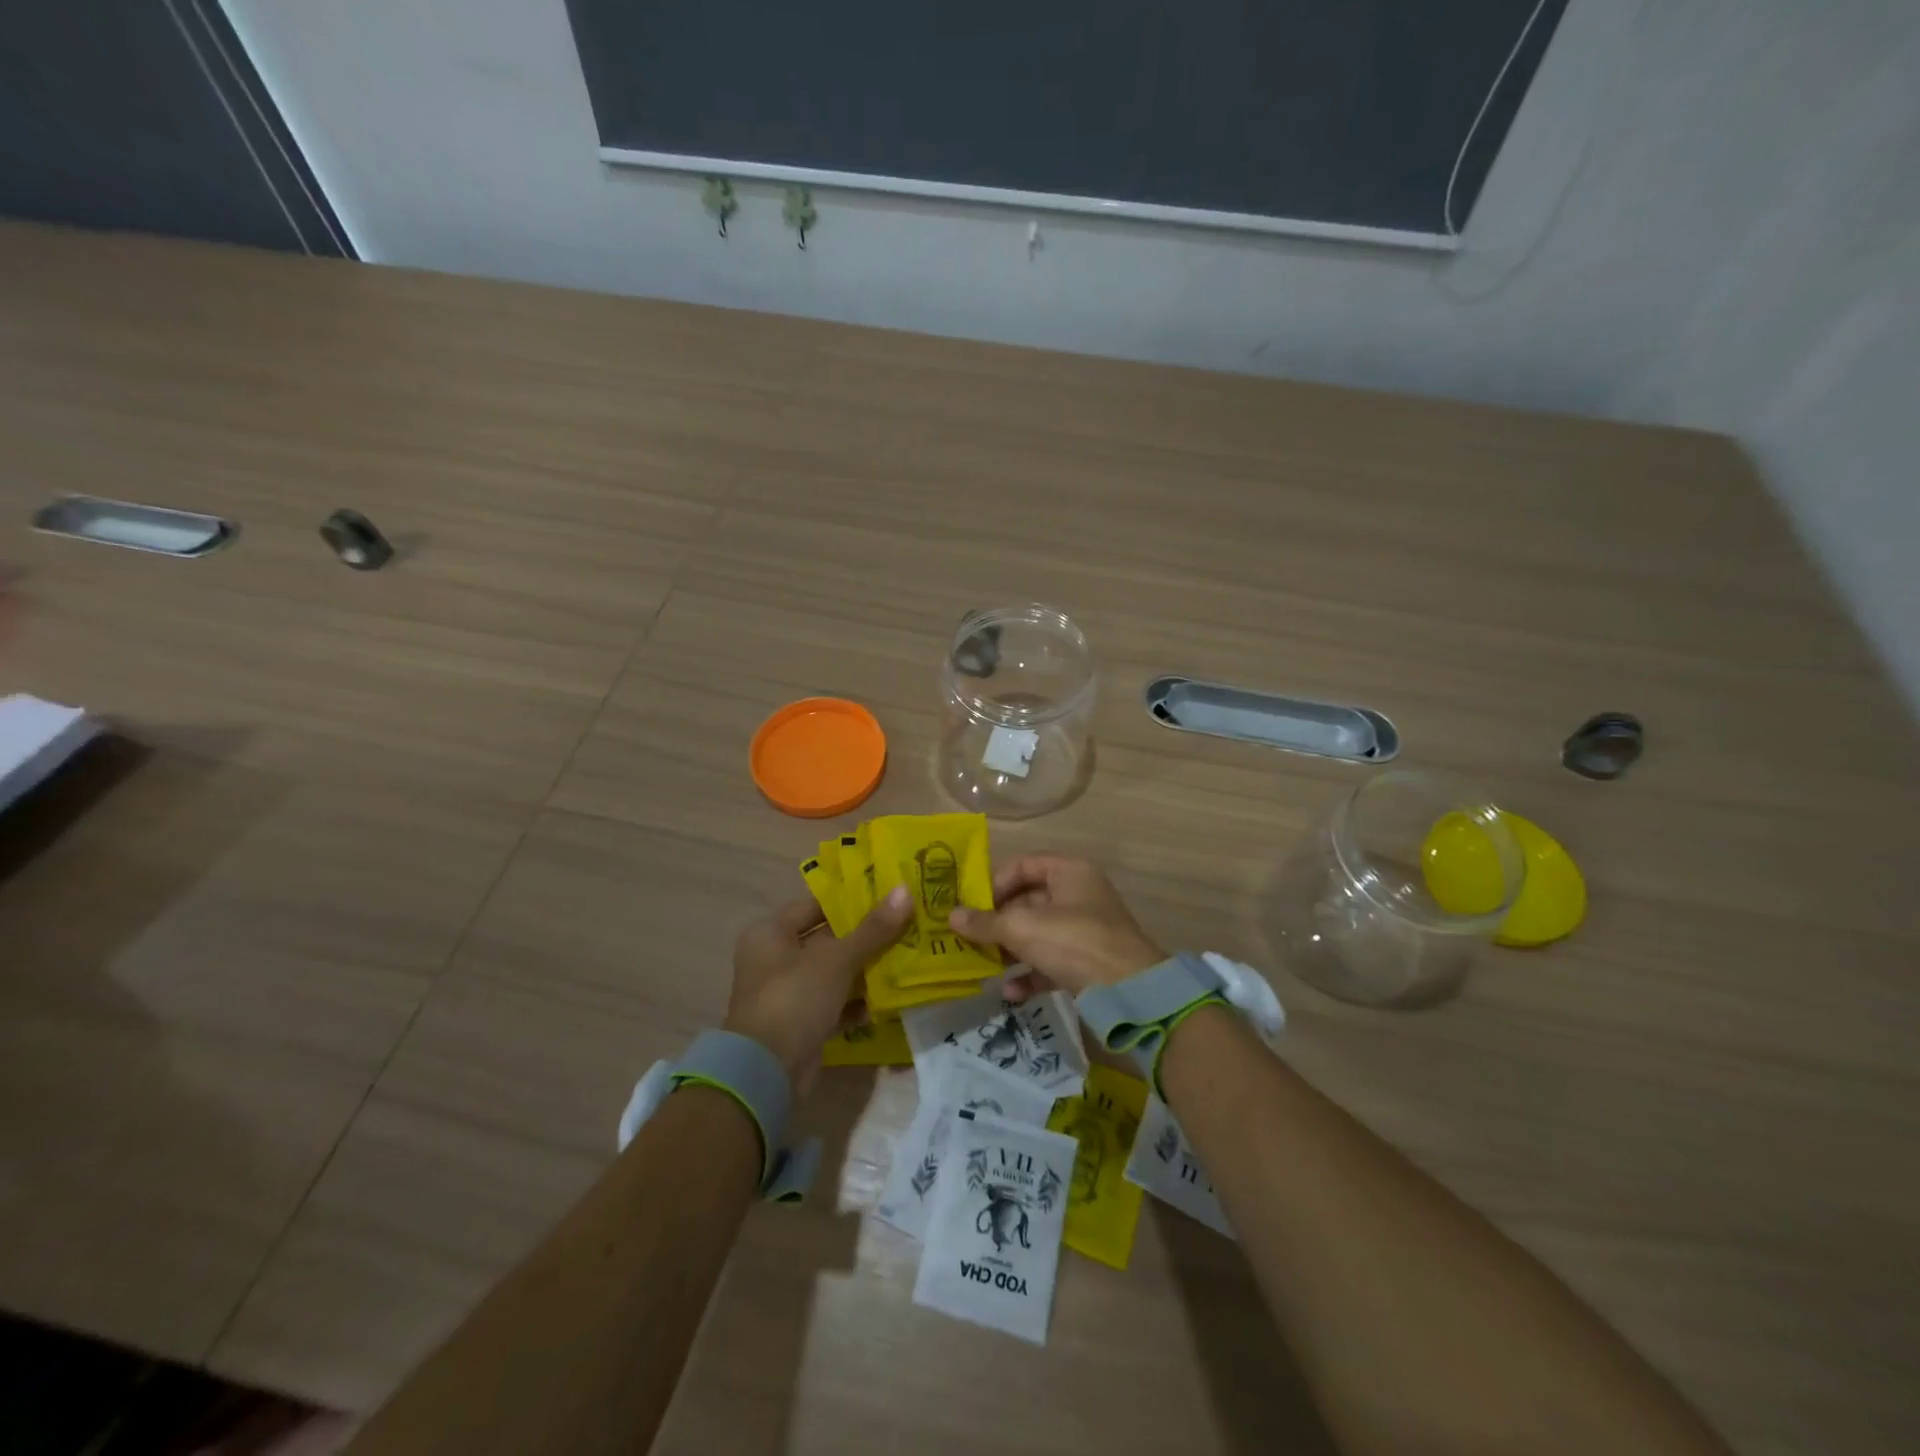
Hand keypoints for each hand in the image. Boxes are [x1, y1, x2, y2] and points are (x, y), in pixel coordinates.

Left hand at [725, 885, 911, 1081]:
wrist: (766, 1072)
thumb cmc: (795, 998)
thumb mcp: (837, 959)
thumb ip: (873, 929)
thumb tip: (905, 890)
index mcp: (770, 933)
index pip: (813, 905)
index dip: (848, 900)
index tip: (885, 895)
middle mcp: (773, 960)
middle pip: (825, 940)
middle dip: (863, 936)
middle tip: (904, 924)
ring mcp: (786, 994)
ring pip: (832, 973)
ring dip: (863, 970)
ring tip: (905, 957)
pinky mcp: (800, 1025)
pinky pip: (833, 1004)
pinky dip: (856, 1002)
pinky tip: (889, 998)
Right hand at [948, 855, 1162, 1002]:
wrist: (1129, 992)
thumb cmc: (1074, 942)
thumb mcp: (1023, 928)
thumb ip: (986, 923)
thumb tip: (951, 916)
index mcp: (1070, 872)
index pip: (1024, 865)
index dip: (996, 883)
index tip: (973, 907)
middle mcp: (1079, 895)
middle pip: (1028, 901)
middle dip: (998, 922)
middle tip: (969, 939)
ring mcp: (1085, 930)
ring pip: (1037, 934)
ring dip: (1010, 950)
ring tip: (984, 966)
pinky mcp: (1088, 963)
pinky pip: (1051, 962)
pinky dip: (1030, 974)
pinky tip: (1011, 992)